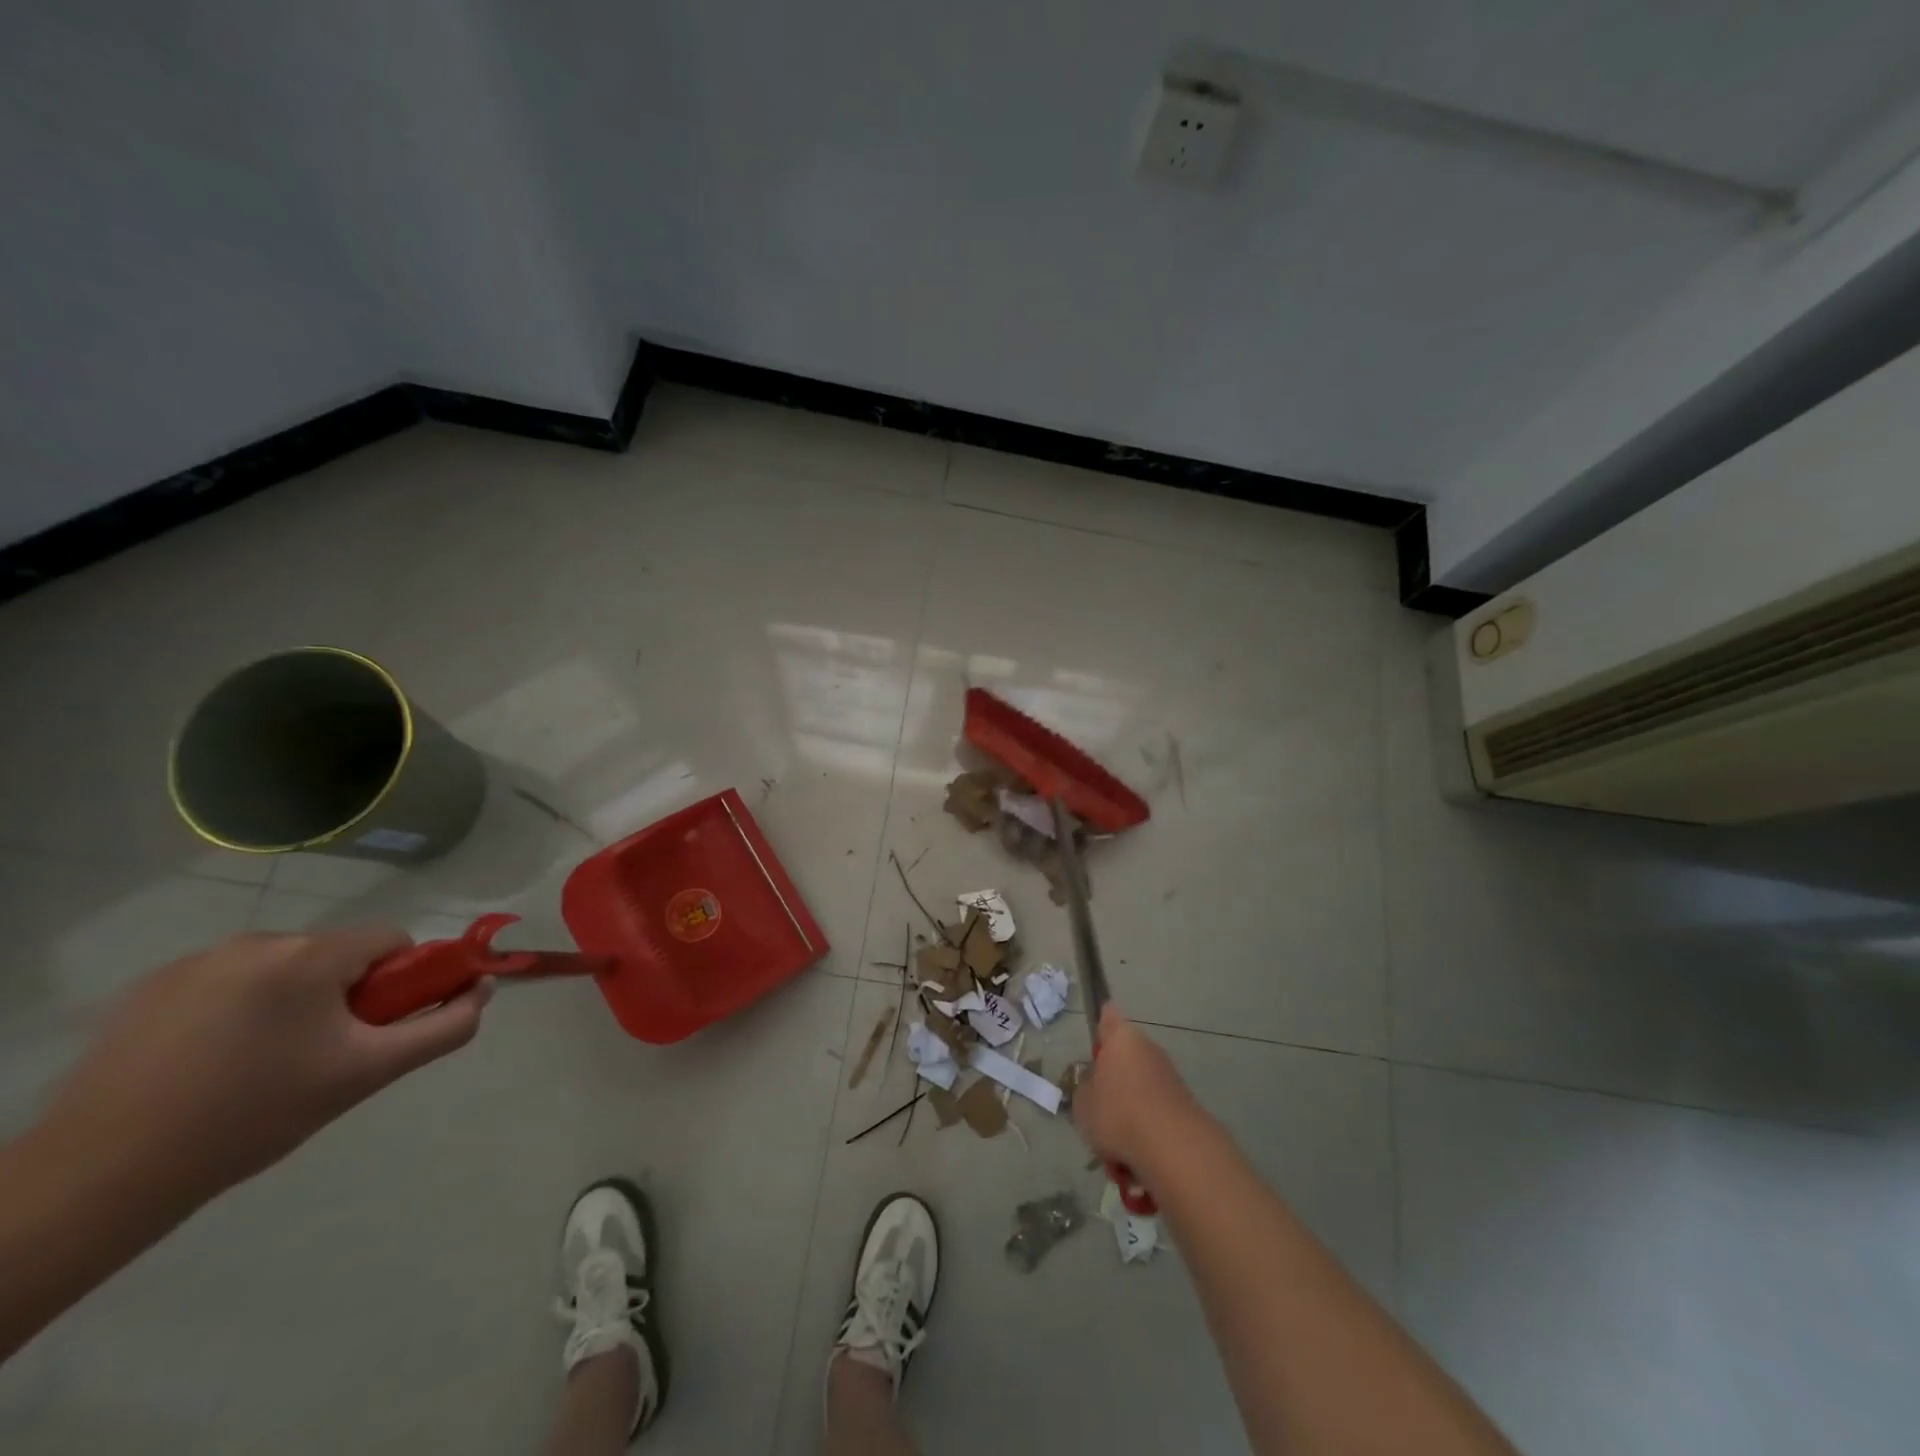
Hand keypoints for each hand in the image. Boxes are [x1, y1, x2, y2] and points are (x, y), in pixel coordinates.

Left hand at [37, 927, 489, 1209]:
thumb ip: (443, 1027)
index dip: (400, 983)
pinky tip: (212, 1062)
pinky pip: (230, 981)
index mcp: (307, 955)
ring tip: (261, 1065)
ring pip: (284, 968)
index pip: (391, 942)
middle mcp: (254, 941)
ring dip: (294, 1002)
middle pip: (337, 954)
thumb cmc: (254, 1118)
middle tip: (321, 1056)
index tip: (374, 1030)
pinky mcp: (149, 987)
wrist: (103, 1177)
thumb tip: (482, 988)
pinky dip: (240, 1010)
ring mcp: (195, 961)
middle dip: (345, 996)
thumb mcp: (367, 1074)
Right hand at [1072, 1004, 1203, 1176]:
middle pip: (1123, 1062)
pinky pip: (1152, 1119)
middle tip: (1096, 1114)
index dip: (1100, 1024)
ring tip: (1114, 1154)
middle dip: (1111, 1088)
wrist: (1174, 1149)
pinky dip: (1143, 1138)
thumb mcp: (1082, 1103)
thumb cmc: (1118, 1114)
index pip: (1108, 1017)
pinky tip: (1134, 1165)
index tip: (1095, 1038)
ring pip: (1136, 1095)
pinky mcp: (1183, 1107)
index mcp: (1121, 1038)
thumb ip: (1085, 1089)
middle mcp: (1148, 1050)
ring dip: (1126, 1119)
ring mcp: (1169, 1078)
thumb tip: (1096, 1087)